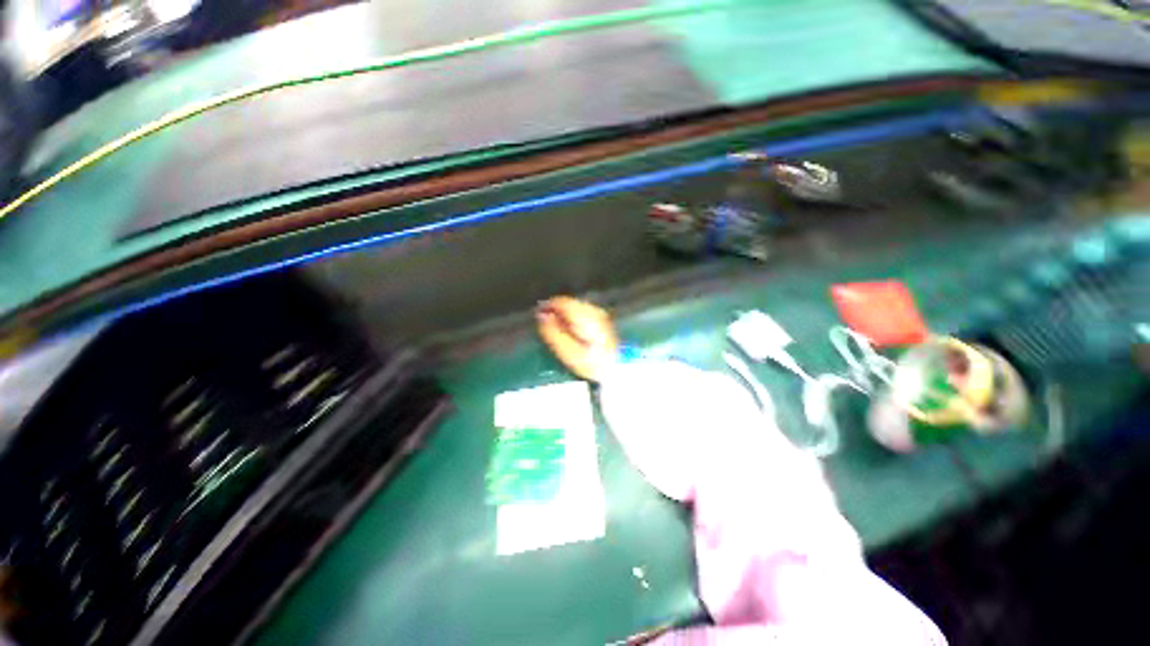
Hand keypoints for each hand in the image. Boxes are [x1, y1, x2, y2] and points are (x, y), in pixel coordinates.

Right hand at [536, 296, 619, 381]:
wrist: (618, 369)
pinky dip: (574, 319)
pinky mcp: (602, 319)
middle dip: (556, 312)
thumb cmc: (591, 363)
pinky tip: (573, 332)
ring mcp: (599, 313)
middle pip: (568, 302)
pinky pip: (582, 312)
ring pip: (575, 307)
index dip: (546, 307)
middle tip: (548, 328)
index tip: (537, 317)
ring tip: (559, 332)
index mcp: (584, 315)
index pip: (560, 301)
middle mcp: (593, 309)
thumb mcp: (568, 351)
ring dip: (565, 315)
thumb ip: (552, 331)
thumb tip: (541, 315)